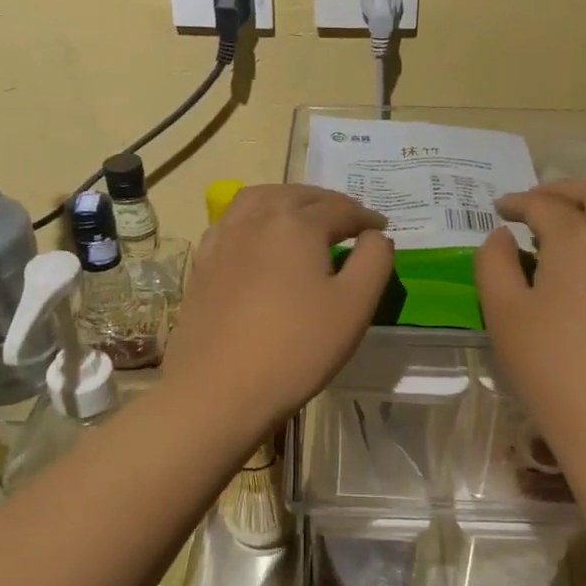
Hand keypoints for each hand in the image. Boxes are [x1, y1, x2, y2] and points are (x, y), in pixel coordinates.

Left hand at [163, 184, 391, 430]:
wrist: (219, 389)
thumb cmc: (296, 348)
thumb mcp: (354, 306)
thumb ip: (374, 261)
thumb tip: (376, 236)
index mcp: (296, 223)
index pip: (340, 209)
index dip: (366, 217)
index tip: (382, 228)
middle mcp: (256, 218)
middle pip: (297, 195)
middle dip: (327, 203)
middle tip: (348, 220)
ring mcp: (223, 238)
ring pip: (259, 199)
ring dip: (288, 201)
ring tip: (304, 218)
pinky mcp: (203, 262)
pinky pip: (233, 222)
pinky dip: (255, 218)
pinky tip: (261, 240)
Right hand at [476, 180, 585, 466]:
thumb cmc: (554, 367)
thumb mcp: (504, 314)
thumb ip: (494, 264)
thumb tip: (501, 237)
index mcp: (581, 237)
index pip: (545, 204)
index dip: (518, 202)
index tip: (500, 208)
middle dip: (563, 190)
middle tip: (536, 202)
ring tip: (573, 224)